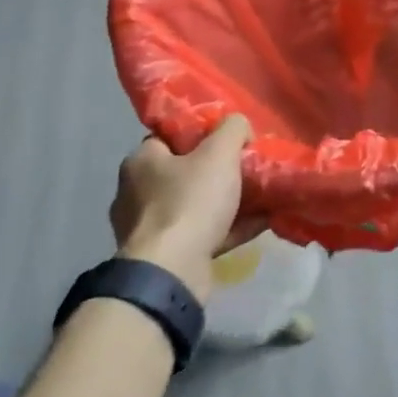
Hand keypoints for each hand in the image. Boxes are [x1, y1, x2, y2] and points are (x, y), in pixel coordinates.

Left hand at [109, 117, 263, 301]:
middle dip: (217, 171)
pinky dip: (230, 227)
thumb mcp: (219, 153)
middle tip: (248, 168)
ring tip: (261, 197)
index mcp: (141, 162)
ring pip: (195, 206)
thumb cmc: (190, 202)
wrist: (172, 271)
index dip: (200, 134)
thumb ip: (233, 129)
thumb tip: (239, 125)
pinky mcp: (164, 256)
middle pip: (184, 172)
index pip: (169, 137)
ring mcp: (148, 228)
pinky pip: (203, 234)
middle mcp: (136, 193)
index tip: (229, 140)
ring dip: (226, 202)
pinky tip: (260, 223)